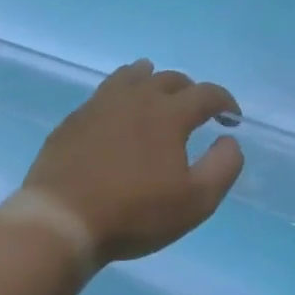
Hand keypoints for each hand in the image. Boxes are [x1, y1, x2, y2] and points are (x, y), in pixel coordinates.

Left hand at [20, 61, 244, 266]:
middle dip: (190, 91)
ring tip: (156, 91)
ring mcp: (100, 104)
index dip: (225, 102)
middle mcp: (135, 98)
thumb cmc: (134, 213)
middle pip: (169, 79)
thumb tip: (229, 140)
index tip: (232, 119)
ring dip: (152, 80)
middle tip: (196, 110)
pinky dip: (121, 94)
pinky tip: (118, 113)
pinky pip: (104, 93)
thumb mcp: (195, 201)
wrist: (62, 218)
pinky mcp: (74, 118)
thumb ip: (222, 167)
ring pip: (132, 76)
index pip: (206, 94)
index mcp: (168, 113)